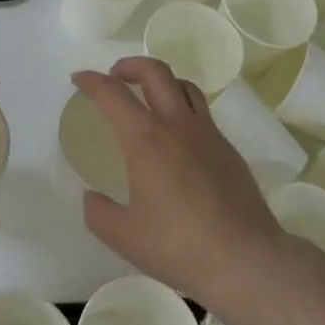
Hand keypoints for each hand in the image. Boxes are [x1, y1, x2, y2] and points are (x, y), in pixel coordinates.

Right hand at [74, 57, 286, 310]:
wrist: (245, 258)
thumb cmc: (179, 246)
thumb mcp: (123, 236)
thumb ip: (98, 212)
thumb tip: (92, 197)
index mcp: (146, 139)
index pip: (113, 93)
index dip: (92, 81)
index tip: (79, 79)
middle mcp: (177, 125)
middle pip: (155, 72)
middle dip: (129, 65)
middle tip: (114, 77)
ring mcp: (207, 133)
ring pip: (183, 85)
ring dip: (160, 81)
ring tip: (148, 98)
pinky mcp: (227, 149)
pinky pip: (201, 112)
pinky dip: (182, 107)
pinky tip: (177, 137)